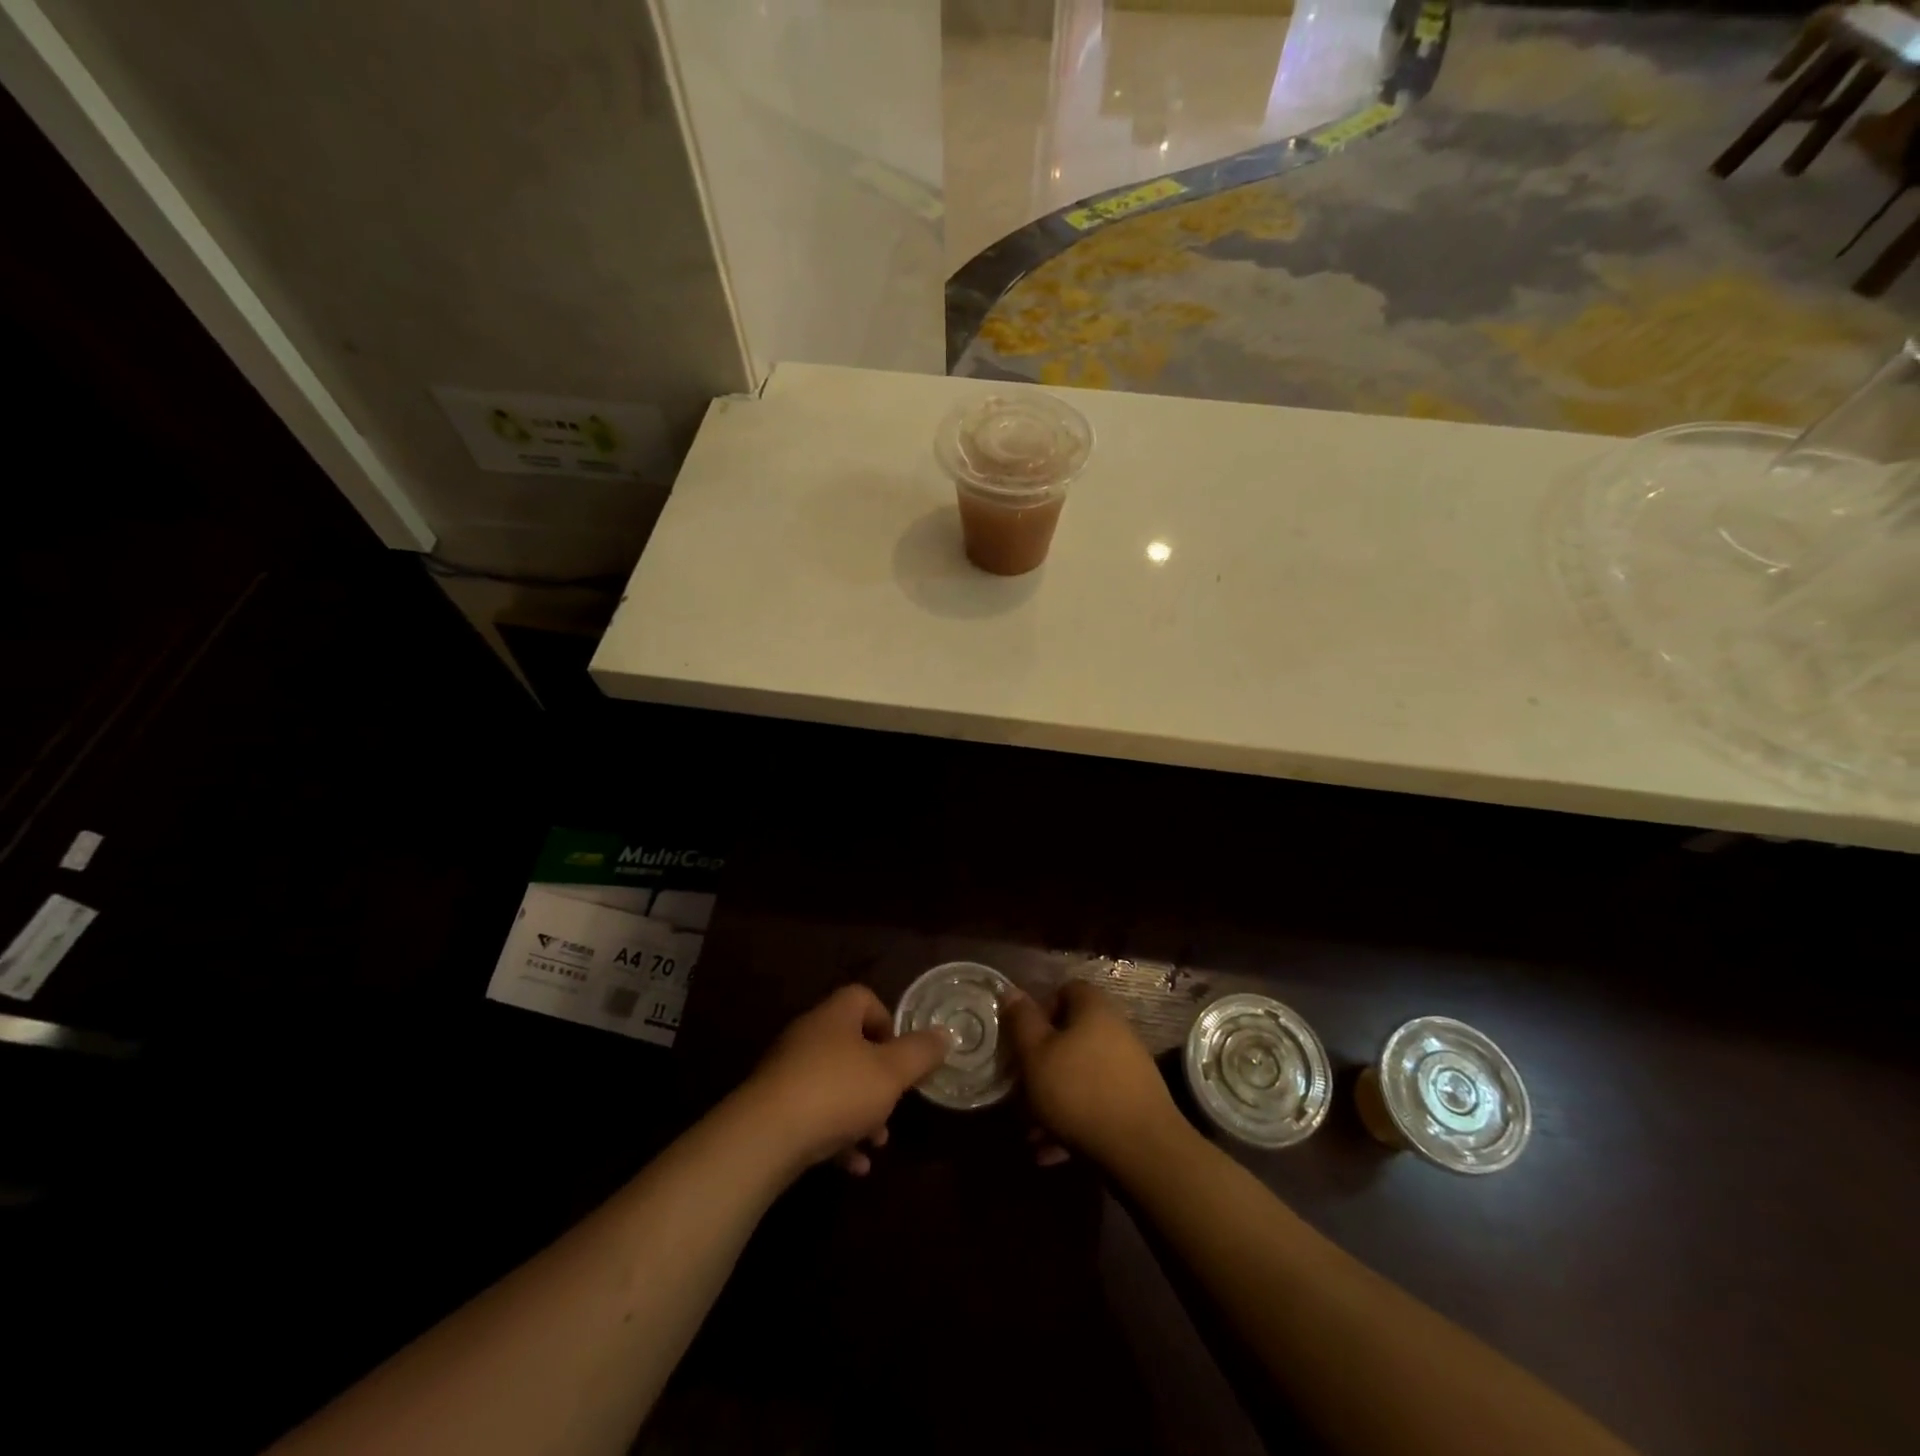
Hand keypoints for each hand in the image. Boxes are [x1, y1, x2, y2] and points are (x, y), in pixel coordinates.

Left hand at [740, 985, 952, 1176]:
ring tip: (877, 1143)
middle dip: (878, 1079)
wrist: (763, 1138)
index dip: (888, 1022)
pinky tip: (852, 1166)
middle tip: (894, 1104)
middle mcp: (808, 1036)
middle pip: (851, 1046)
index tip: (902, 1055)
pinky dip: (835, 1137)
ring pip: (834, 1085)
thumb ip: (920, 1053)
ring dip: (860, 1112)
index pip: (864, 998)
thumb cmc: (836, 1091)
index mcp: (835, 1016)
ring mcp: (787, 1073)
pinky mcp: (773, 1109)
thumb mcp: (891, 1073)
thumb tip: (945, 1034)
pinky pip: (813, 1116)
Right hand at [1004, 981, 1183, 1167]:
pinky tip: (1051, 1152)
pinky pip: (1095, 1104)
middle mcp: (1116, 1031)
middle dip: (1042, 1064)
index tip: (1022, 1038)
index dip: (1040, 1010)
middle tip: (1020, 1090)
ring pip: (1079, 1075)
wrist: (1142, 1151)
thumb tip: (1011, 991)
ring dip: (1053, 1100)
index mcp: (1094, 1009)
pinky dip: (1073, 1122)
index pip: (1065, 990)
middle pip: (1070, 1037)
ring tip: (1031, 1134)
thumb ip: (1021, 1022)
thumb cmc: (1079, 1091)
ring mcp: (1129, 1068)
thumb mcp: (1036, 1054)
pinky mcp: (1135, 1103)